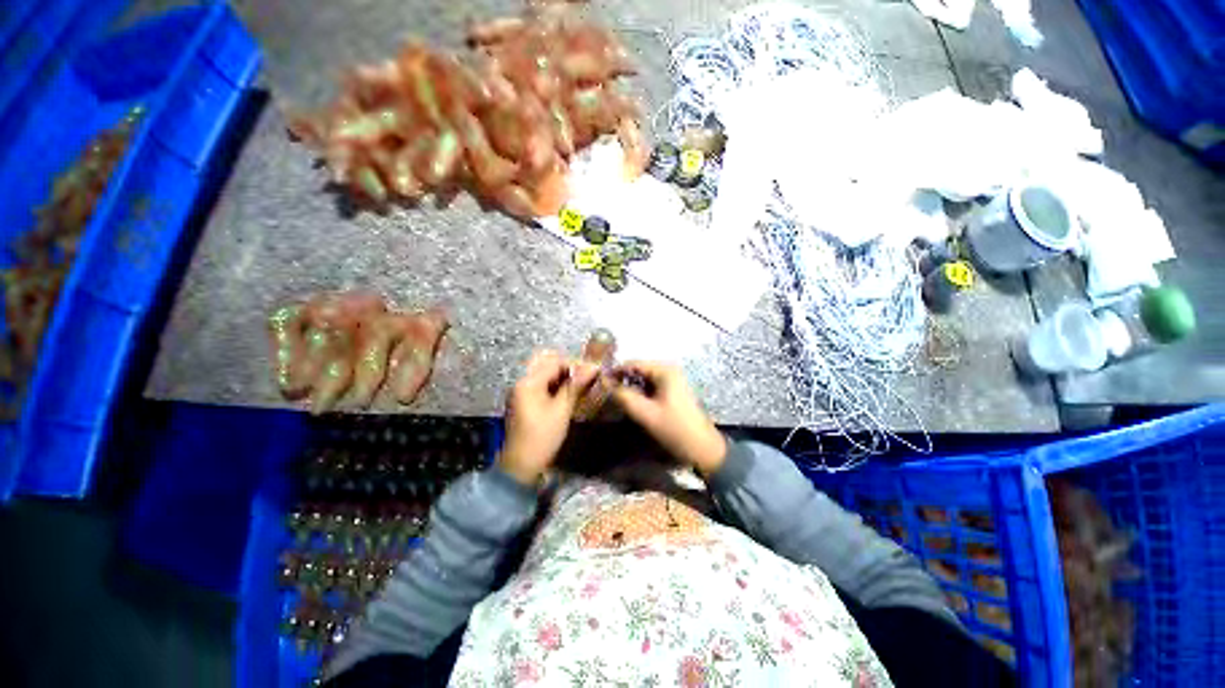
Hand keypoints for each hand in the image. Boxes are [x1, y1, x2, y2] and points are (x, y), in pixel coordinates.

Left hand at [498, 350, 598, 485]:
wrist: (521, 464)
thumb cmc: (543, 437)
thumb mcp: (562, 410)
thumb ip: (576, 386)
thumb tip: (593, 367)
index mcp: (528, 382)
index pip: (554, 362)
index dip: (574, 365)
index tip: (591, 373)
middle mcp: (521, 382)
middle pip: (545, 362)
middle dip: (566, 367)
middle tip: (582, 378)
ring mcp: (521, 391)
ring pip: (543, 372)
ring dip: (561, 376)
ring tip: (578, 385)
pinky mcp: (523, 400)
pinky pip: (540, 383)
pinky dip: (554, 384)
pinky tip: (567, 394)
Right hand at [611, 361, 726, 475]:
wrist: (702, 448)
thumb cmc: (675, 429)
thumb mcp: (645, 413)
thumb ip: (624, 397)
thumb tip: (605, 383)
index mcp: (664, 370)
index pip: (633, 363)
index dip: (615, 372)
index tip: (599, 383)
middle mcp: (669, 370)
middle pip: (638, 370)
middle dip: (622, 380)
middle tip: (606, 393)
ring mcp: (672, 380)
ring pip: (643, 379)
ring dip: (630, 387)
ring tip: (615, 399)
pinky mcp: (672, 390)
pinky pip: (650, 386)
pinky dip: (640, 393)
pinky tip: (631, 403)